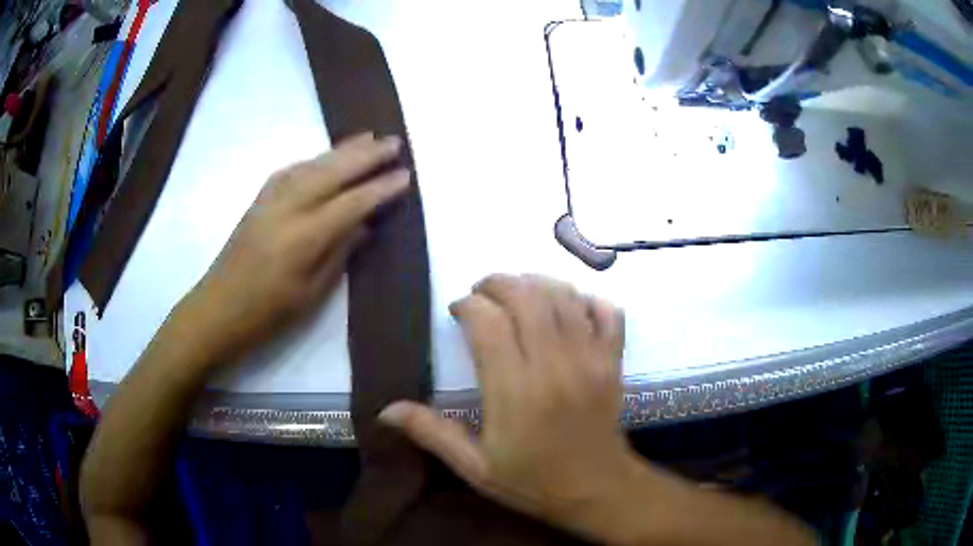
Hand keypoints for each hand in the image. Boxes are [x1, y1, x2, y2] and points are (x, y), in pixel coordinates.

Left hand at [181, 132, 409, 364]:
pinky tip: (326, 156)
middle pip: (332, 172)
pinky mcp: (259, 199)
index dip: (380, 189)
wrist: (218, 308)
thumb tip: (363, 225)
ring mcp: (270, 200)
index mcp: (303, 238)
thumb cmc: (267, 313)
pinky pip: (292, 169)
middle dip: (366, 156)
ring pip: (312, 165)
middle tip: (394, 143)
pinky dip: (315, 159)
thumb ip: (339, 253)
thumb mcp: (311, 294)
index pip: (351, 203)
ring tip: (369, 137)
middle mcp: (287, 209)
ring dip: (342, 149)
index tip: (405, 176)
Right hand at [379, 274, 631, 529]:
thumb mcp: (475, 467)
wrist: (598, 491)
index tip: (457, 311)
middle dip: (497, 283)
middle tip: (482, 294)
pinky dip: (587, 299)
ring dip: (536, 283)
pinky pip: (607, 311)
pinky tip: (568, 306)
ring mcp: (590, 358)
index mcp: (515, 391)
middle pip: (526, 296)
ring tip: (517, 293)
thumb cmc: (533, 482)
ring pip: (564, 295)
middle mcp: (554, 365)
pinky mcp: (614, 360)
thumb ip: (433, 434)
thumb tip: (385, 410)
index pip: (487, 322)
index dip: (467, 305)